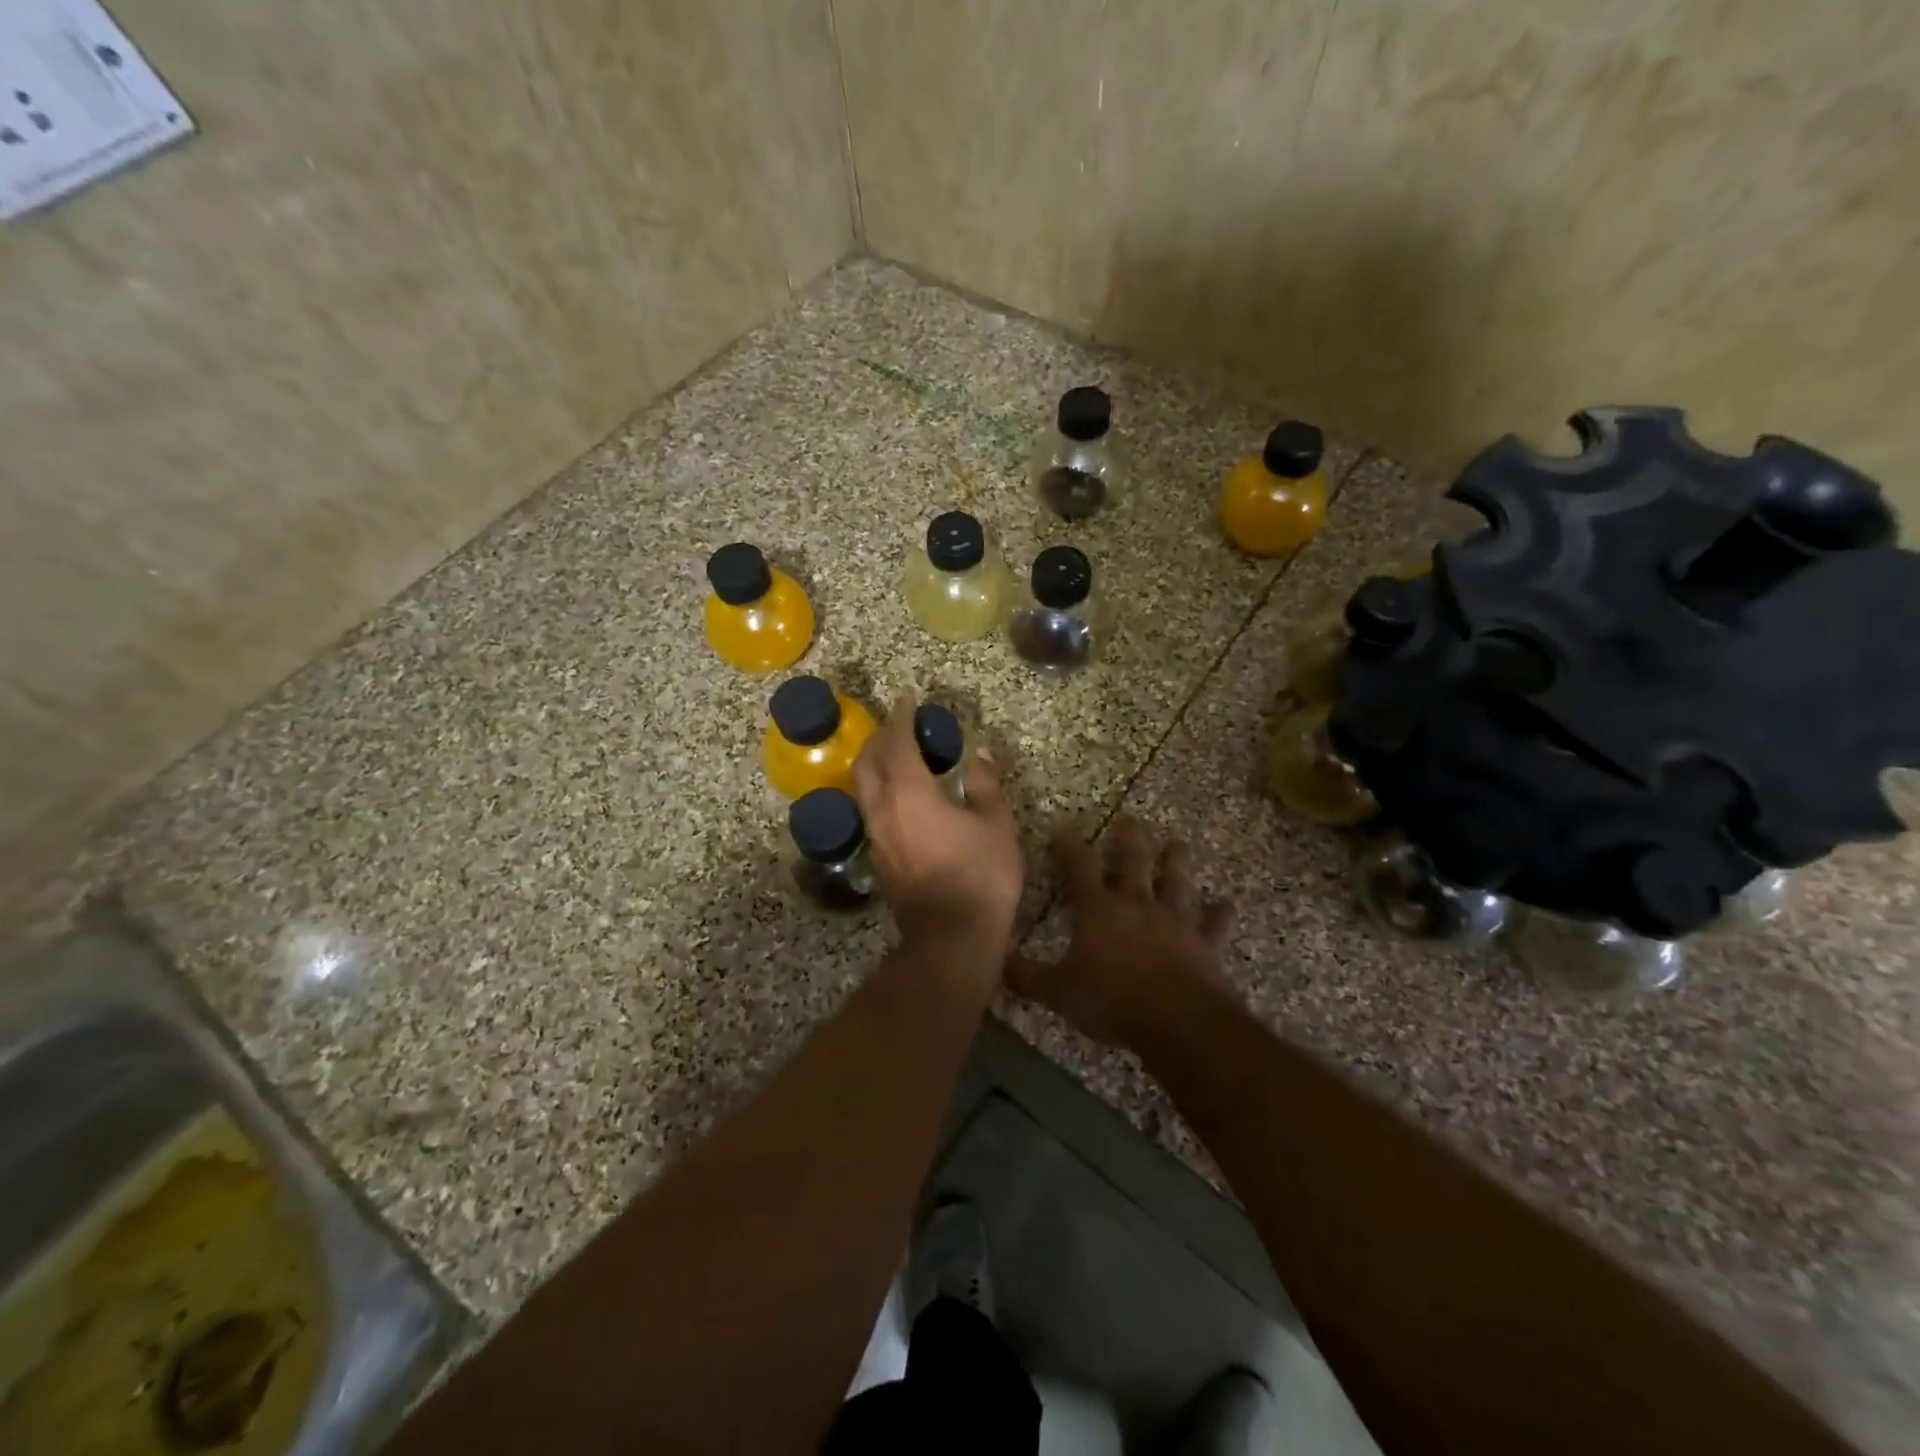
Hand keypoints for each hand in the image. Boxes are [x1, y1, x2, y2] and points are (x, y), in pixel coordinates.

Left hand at [853, 696, 1023, 959]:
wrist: (951, 937)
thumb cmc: (980, 875)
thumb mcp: (996, 824)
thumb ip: (985, 785)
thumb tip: (980, 756)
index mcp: (910, 793)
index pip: (897, 744)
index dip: (901, 718)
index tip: (906, 700)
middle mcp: (884, 809)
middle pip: (868, 762)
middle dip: (880, 738)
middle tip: (898, 726)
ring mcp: (876, 836)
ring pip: (864, 788)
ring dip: (875, 765)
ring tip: (897, 757)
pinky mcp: (878, 859)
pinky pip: (871, 811)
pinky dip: (880, 790)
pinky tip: (901, 797)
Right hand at [1008, 818, 1233, 1048]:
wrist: (1175, 1019)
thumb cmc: (1111, 1000)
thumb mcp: (1059, 992)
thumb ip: (1027, 977)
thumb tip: (997, 963)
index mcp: (1098, 909)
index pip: (1078, 867)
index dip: (1069, 845)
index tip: (1064, 827)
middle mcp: (1137, 903)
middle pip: (1134, 860)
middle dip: (1130, 838)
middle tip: (1131, 819)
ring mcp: (1175, 919)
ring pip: (1177, 880)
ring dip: (1178, 861)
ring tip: (1178, 842)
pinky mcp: (1204, 942)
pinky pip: (1214, 922)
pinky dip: (1220, 912)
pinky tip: (1226, 904)